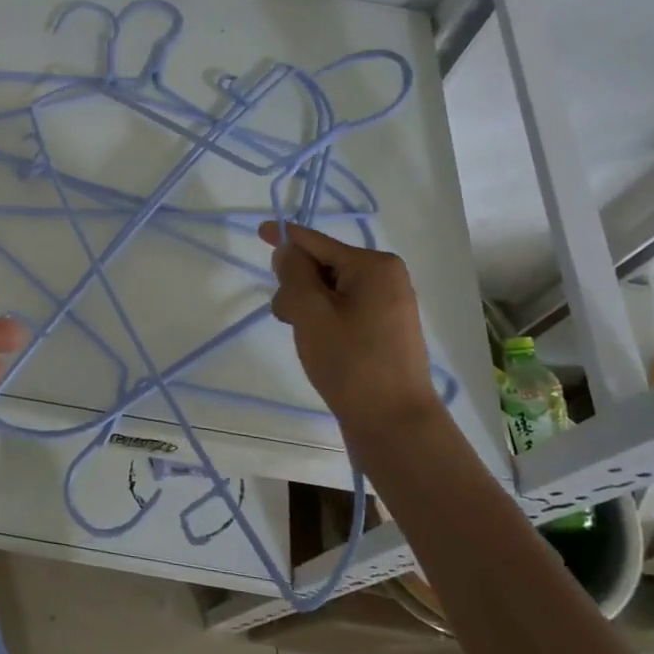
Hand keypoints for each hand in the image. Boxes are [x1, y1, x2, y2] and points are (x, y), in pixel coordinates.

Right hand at [259, 221, 443, 458]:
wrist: (394, 422)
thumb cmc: (350, 362)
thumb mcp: (312, 313)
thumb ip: (294, 274)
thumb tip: (288, 250)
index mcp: (373, 265)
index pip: (317, 242)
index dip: (285, 237)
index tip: (259, 231)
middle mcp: (386, 277)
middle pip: (322, 265)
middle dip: (297, 285)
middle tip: (287, 318)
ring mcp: (388, 303)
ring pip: (329, 289)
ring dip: (307, 306)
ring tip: (306, 338)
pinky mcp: (385, 327)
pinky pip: (343, 307)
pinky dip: (323, 318)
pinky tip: (319, 343)